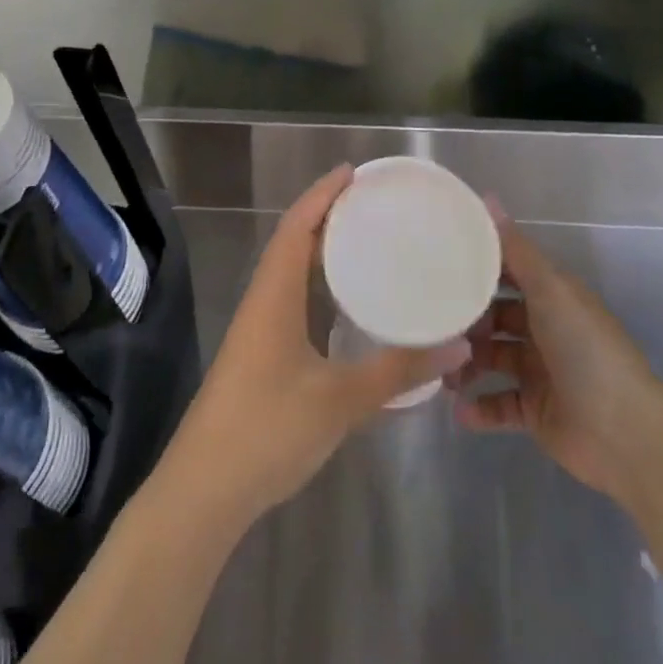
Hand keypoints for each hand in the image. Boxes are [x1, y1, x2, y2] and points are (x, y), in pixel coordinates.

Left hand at [167, 166, 468, 525]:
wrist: (204, 490)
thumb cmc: (267, 430)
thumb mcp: (340, 400)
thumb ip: (398, 371)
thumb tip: (457, 345)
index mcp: (273, 296)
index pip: (295, 228)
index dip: (321, 195)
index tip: (353, 172)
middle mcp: (264, 304)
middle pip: (293, 244)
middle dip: (329, 218)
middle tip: (375, 206)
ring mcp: (260, 333)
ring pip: (293, 277)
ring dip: (324, 255)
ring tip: (370, 244)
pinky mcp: (264, 358)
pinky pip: (296, 306)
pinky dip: (323, 292)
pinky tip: (352, 308)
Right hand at [449, 204, 662, 505]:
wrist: (624, 433)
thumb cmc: (585, 350)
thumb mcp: (550, 291)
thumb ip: (516, 249)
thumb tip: (488, 197)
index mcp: (553, 297)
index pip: (508, 274)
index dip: (476, 268)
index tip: (436, 264)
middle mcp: (545, 330)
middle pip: (495, 318)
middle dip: (465, 321)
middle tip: (430, 325)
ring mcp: (540, 372)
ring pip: (491, 360)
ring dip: (465, 364)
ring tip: (441, 373)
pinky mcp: (535, 411)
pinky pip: (498, 405)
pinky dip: (479, 408)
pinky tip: (458, 410)